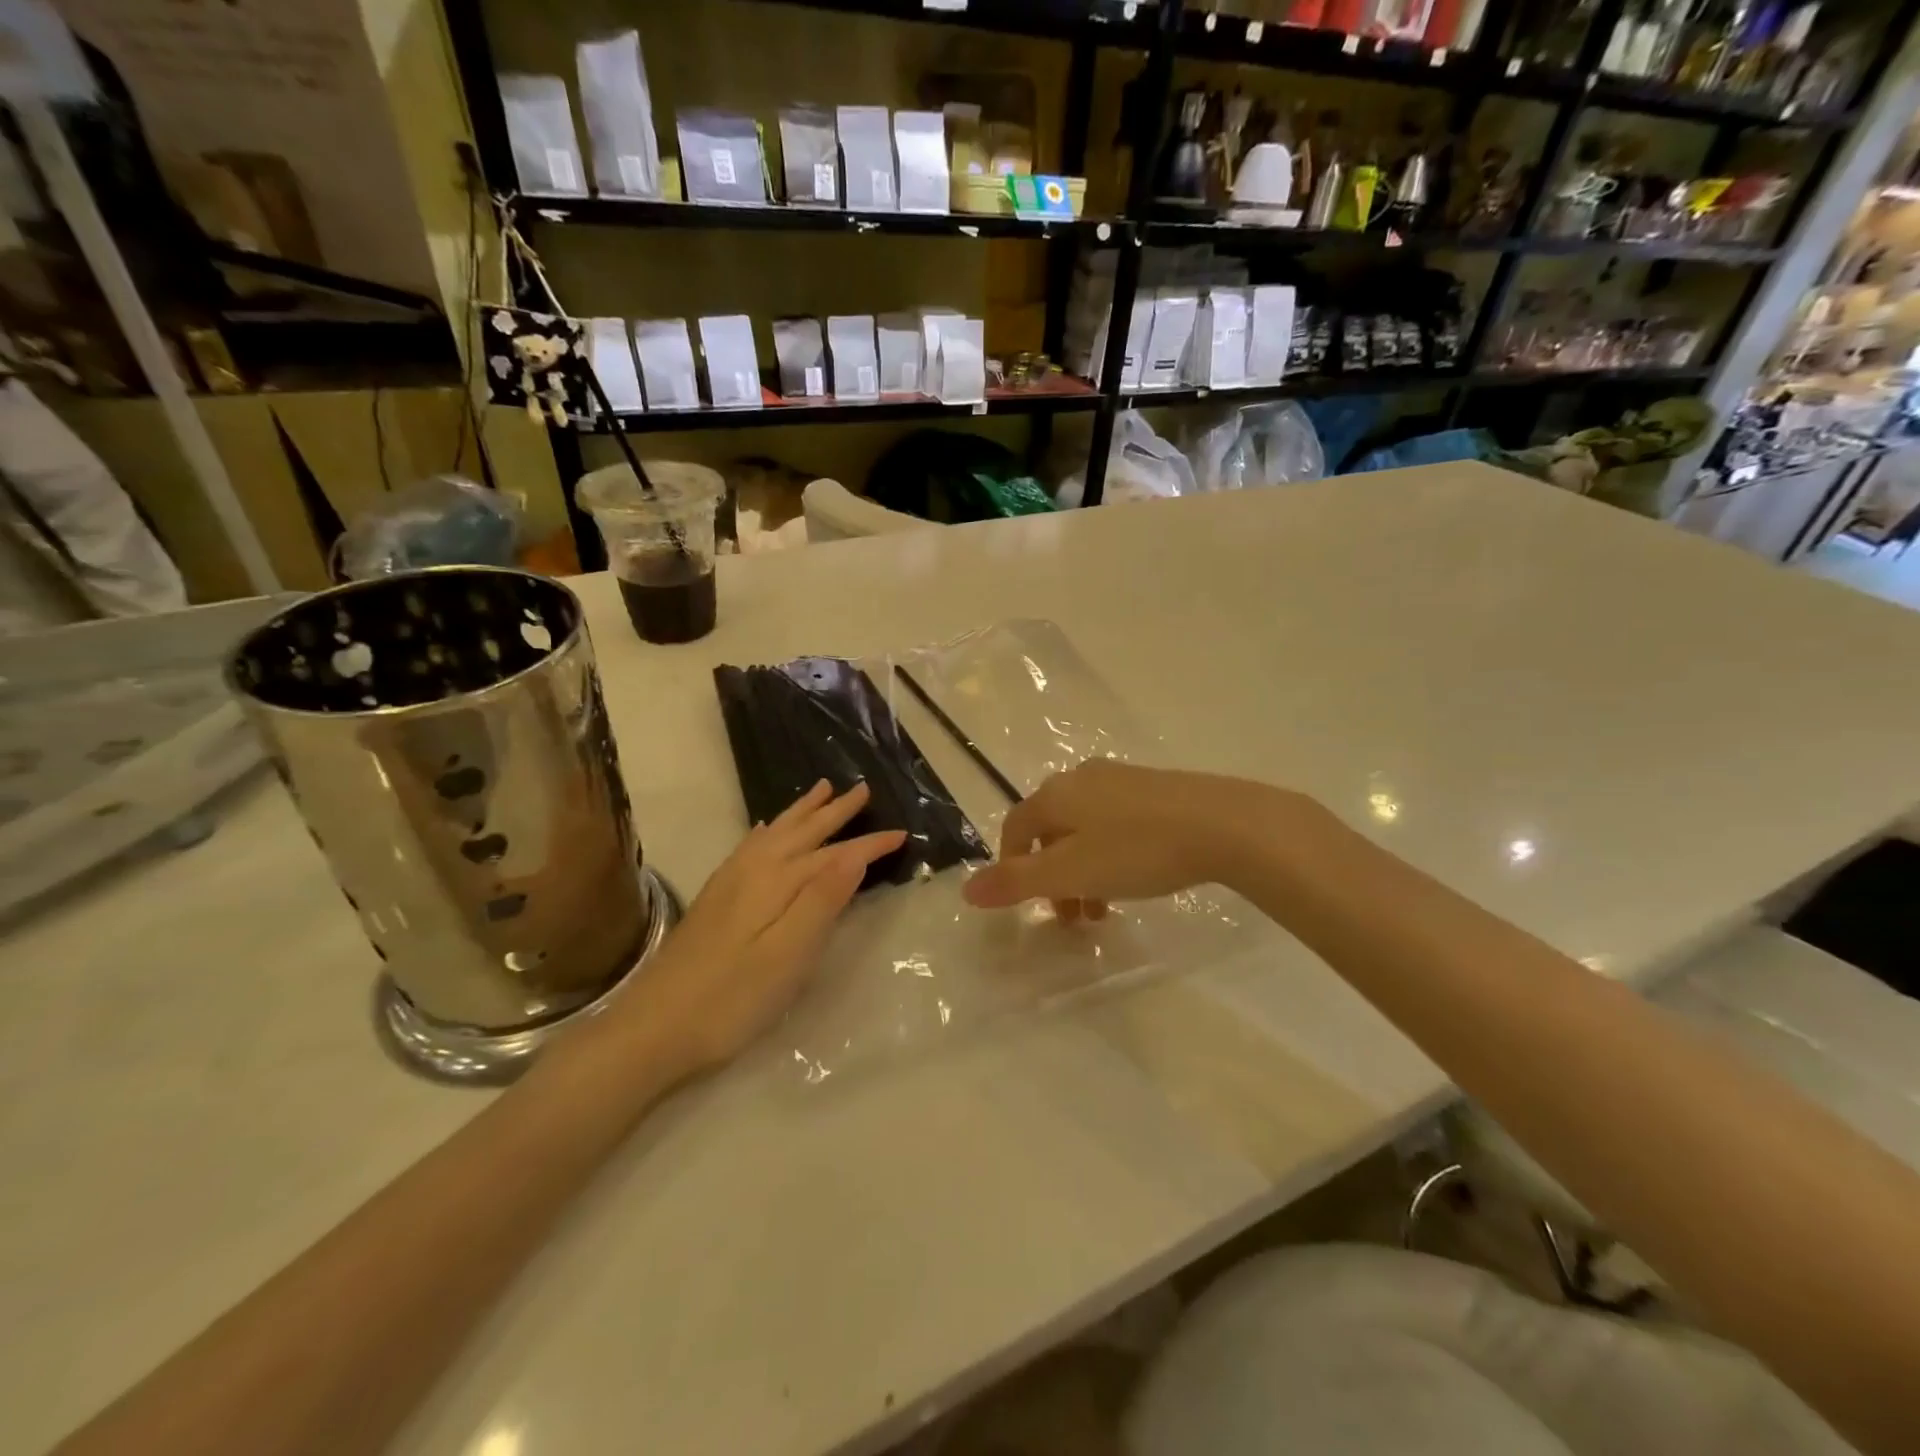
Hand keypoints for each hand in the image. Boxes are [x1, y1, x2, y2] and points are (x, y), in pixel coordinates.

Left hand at [610, 780, 904, 1080]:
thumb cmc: (731, 999)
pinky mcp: (715, 899)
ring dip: (802, 812)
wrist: (652, 1029)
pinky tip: (766, 829)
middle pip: (803, 832)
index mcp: (777, 882)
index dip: (869, 844)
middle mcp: (753, 871)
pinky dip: (767, 831)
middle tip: (862, 789)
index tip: (902, 833)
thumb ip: (822, 900)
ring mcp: (729, 883)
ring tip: (821, 790)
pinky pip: (750, 846)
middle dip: (835, 812)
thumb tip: (855, 852)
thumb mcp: (787, 955)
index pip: (834, 854)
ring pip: (775, 833)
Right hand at [961, 761, 1312, 917]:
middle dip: (1053, 876)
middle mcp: (1082, 778)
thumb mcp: (1070, 873)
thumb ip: (1017, 882)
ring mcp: (1121, 779)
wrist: (1223, 824)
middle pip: (1051, 830)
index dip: (1012, 865)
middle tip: (1072, 916)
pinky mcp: (1156, 788)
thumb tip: (966, 890)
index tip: (1028, 903)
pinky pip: (1116, 822)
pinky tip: (1136, 876)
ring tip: (1104, 908)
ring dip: (1083, 870)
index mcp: (1055, 795)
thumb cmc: (1137, 850)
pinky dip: (1111, 853)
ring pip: (1085, 829)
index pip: (1015, 827)